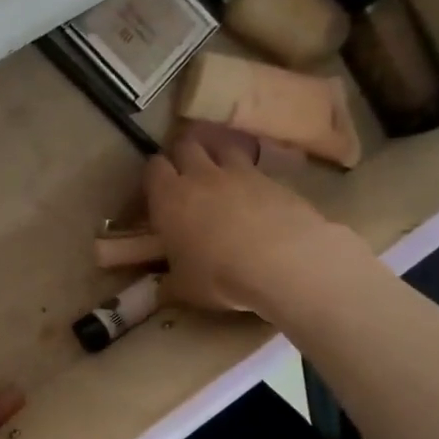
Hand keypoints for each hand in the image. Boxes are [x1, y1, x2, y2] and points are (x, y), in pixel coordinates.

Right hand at [144, 124, 370, 318]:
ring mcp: (239, 173)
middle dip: (184, 154)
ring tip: (220, 170)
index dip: (155, 175)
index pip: (154, 167)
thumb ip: (169, 284)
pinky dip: (250, 174)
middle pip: (186, 145)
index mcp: (169, 197)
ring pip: (222, 146)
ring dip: (218, 153)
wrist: (284, 262)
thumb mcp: (184, 288)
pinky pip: (255, 167)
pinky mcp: (273, 179)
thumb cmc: (219, 275)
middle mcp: (200, 176)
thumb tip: (160, 292)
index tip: (157, 189)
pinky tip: (255, 193)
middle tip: (186, 172)